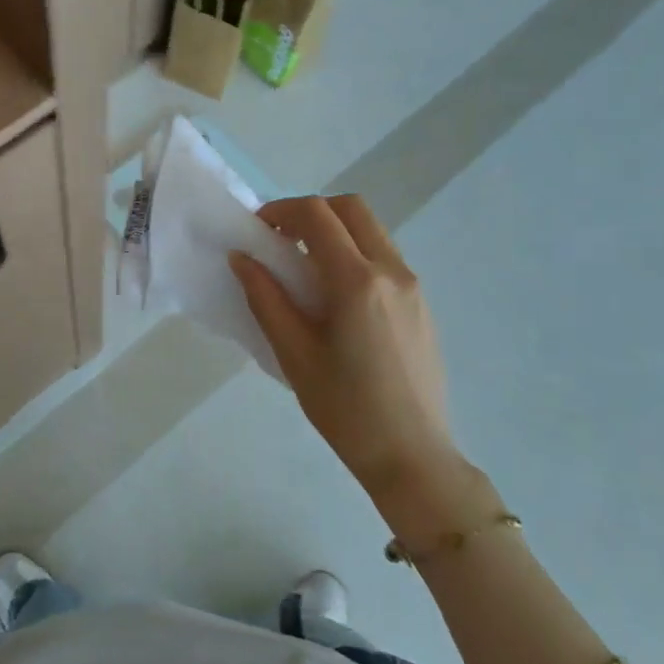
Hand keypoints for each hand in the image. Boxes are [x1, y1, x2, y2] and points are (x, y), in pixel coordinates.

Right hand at [230, 195, 470, 521]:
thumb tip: (242, 258)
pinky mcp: (422, 303)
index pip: (317, 215)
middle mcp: (392, 271)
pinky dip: (355, 253)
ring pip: (372, 229)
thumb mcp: (294, 354)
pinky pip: (385, 256)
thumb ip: (265, 298)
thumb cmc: (344, 409)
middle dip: (311, 212)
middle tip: (281, 241)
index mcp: (357, 281)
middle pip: (351, 208)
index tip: (257, 231)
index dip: (281, 210)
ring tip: (305, 270)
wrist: (411, 455)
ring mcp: (413, 285)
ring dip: (335, 231)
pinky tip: (336, 297)